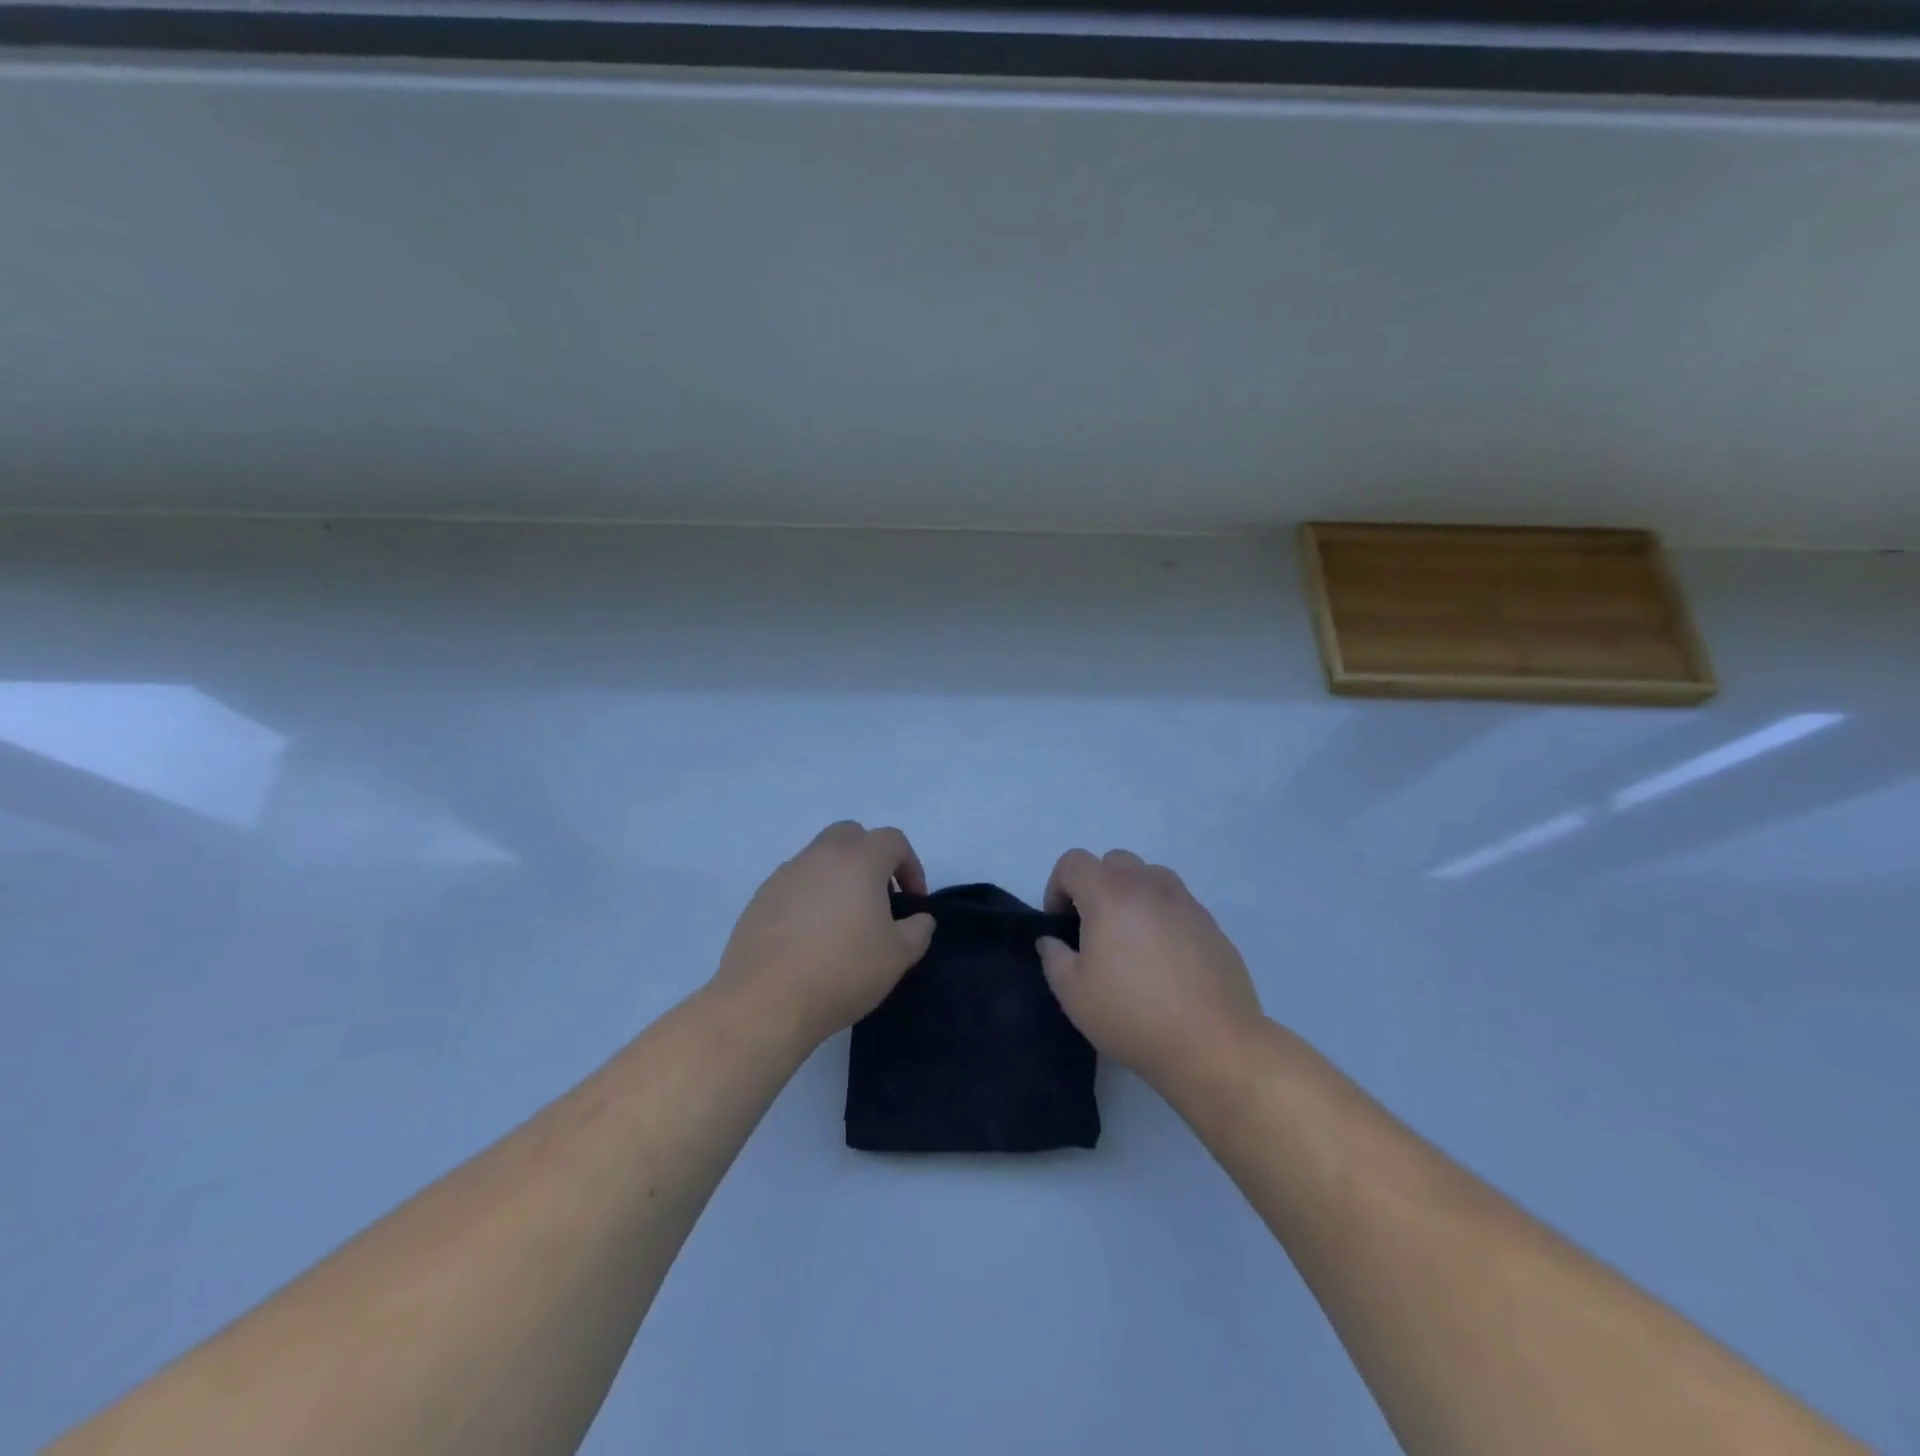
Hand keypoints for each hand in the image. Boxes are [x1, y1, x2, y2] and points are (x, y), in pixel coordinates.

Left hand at [713, 822, 936, 1048]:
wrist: (765, 1001)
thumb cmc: (842, 971)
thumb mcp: (898, 956)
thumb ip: (918, 930)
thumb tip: (918, 919)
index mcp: (859, 859)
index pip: (893, 840)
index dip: (910, 866)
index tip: (912, 902)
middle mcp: (820, 855)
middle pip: (851, 835)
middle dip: (871, 858)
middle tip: (878, 898)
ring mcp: (785, 874)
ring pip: (819, 858)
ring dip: (838, 877)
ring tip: (843, 922)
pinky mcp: (760, 897)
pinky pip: (794, 884)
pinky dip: (809, 897)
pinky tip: (810, 937)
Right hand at [1038, 849, 1263, 1093]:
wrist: (1213, 1044)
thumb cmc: (1133, 1016)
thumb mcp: (1074, 994)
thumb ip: (1054, 958)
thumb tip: (1052, 941)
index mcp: (1110, 895)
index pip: (1074, 862)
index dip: (1057, 887)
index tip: (1060, 924)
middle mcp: (1148, 886)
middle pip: (1114, 861)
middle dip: (1096, 885)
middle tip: (1093, 928)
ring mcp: (1185, 902)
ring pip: (1150, 876)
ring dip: (1132, 894)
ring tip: (1130, 938)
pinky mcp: (1211, 924)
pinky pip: (1177, 904)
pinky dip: (1162, 916)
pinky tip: (1164, 960)